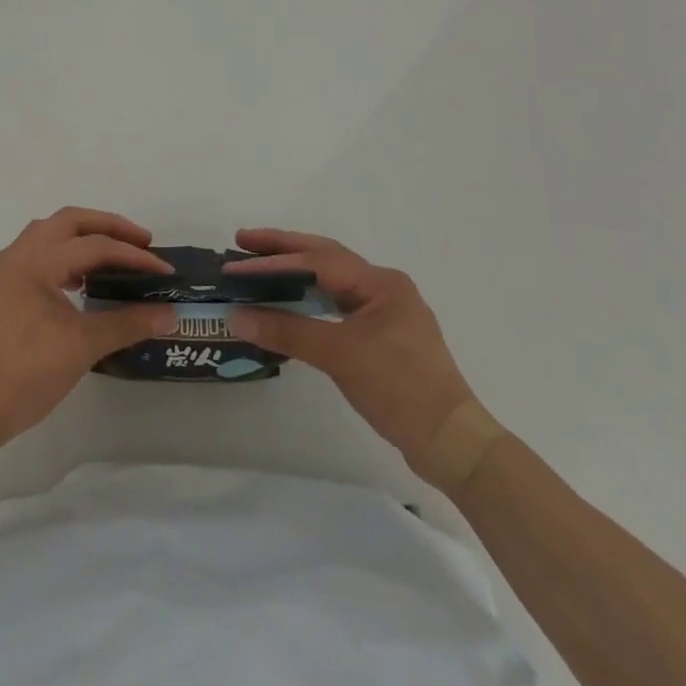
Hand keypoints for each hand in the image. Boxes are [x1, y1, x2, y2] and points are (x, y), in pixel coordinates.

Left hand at [0, 208, 177, 445]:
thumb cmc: (24, 372)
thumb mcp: (82, 346)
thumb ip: (128, 323)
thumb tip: (170, 314)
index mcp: (36, 259)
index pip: (95, 245)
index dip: (134, 256)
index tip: (165, 270)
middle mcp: (17, 254)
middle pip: (69, 221)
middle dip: (108, 227)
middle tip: (141, 244)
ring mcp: (4, 272)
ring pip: (49, 235)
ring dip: (83, 238)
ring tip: (114, 259)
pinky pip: (37, 256)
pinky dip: (64, 257)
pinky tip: (80, 283)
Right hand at [225, 229, 493, 490]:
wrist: (451, 443)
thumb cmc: (399, 388)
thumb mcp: (340, 356)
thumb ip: (287, 331)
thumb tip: (236, 316)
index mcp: (380, 282)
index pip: (317, 262)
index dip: (274, 262)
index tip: (235, 266)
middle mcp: (384, 288)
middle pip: (325, 258)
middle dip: (283, 249)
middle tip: (242, 241)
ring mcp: (385, 313)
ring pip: (331, 282)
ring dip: (295, 274)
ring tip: (258, 268)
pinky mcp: (382, 338)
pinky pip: (336, 306)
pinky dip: (308, 302)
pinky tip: (288, 305)